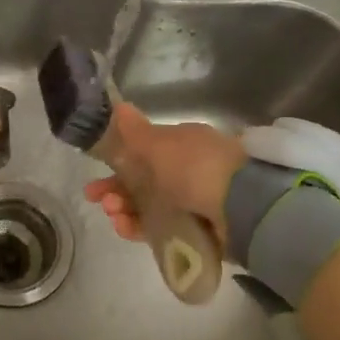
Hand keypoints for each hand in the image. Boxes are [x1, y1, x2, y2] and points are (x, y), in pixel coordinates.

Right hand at [82, 103, 244, 243]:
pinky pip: (162, 232)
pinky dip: (141, 230)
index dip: (117, 163)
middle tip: (98, 199)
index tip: (96, 174)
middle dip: (117, 190)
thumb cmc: (196, 167)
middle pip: (144, 183)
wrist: (243, 206)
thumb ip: (135, 132)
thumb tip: (118, 107)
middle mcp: (189, 172)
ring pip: (150, 208)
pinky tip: (125, 229)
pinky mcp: (198, 232)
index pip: (144, 153)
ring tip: (114, 215)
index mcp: (182, 145)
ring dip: (126, 210)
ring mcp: (195, 203)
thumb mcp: (160, 145)